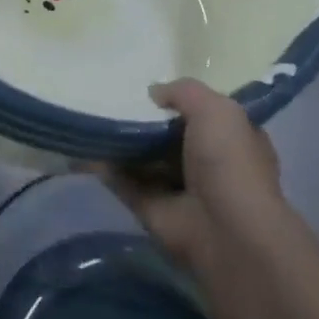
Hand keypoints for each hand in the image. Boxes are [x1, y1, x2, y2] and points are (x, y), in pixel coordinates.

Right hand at [106, 78, 286, 270]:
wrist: (224, 230)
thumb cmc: (229, 162)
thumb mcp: (216, 109)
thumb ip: (184, 92)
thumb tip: (153, 92)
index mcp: (233, 139)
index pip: (207, 115)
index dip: (184, 101)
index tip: (153, 88)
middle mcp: (208, 164)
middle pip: (171, 137)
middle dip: (147, 121)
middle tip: (113, 98)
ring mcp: (179, 189)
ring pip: (145, 160)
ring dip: (123, 144)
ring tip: (93, 116)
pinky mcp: (152, 209)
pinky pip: (124, 183)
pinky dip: (105, 169)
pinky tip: (85, 148)